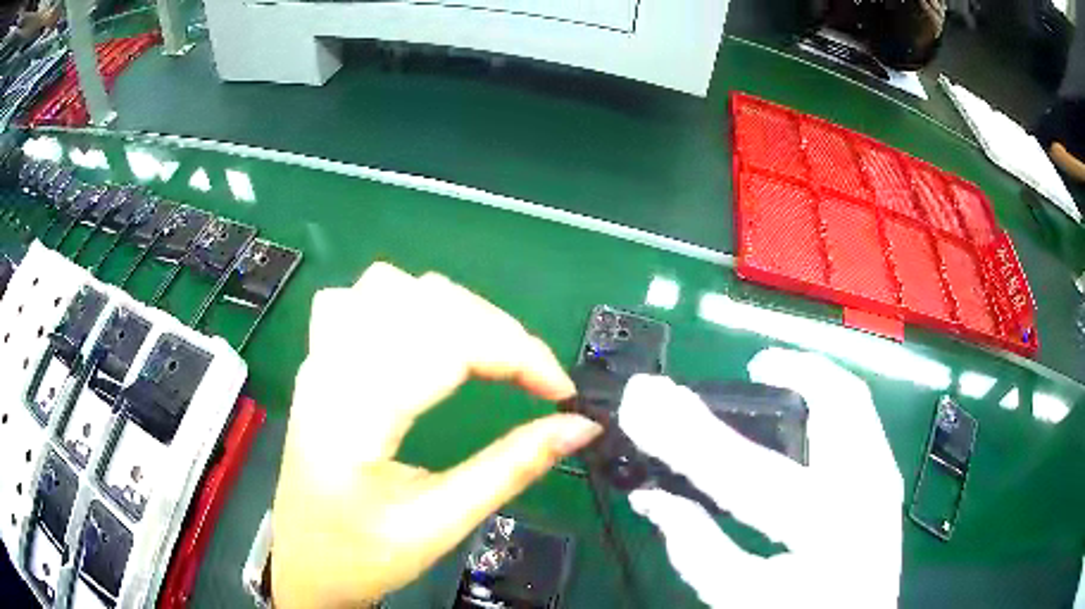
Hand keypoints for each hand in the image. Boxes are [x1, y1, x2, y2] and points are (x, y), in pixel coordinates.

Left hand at [272, 263, 602, 608]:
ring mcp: (319, 359)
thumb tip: (580, 427)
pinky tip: (422, 337)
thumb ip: (511, 469)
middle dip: (497, 331)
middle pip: (424, 302)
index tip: (562, 392)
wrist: (303, 565)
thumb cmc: (362, 557)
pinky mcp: (319, 362)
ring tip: (487, 355)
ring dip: (453, 309)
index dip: (517, 354)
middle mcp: (330, 370)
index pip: (446, 345)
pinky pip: (359, 299)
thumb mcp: (439, 525)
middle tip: (534, 379)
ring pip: (390, 286)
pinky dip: (405, 303)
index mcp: (354, 417)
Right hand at [619, 348, 902, 607]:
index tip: (644, 398)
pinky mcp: (887, 476)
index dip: (685, 432)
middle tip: (746, 370)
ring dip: (812, 376)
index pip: (741, 470)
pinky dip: (829, 396)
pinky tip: (804, 405)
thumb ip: (697, 550)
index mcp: (820, 531)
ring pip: (854, 397)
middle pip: (833, 402)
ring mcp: (883, 479)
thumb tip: (653, 498)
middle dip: (786, 369)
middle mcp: (864, 492)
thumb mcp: (741, 598)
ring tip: (774, 375)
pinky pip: (860, 415)